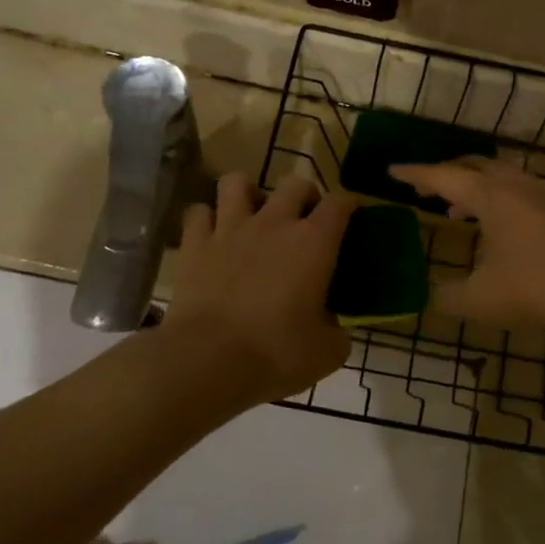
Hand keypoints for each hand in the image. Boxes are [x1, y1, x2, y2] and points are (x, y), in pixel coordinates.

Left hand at [163, 173, 354, 406]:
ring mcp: (230, 229)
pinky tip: (212, 235)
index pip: (339, 203)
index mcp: (314, 242)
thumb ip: (337, 331)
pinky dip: (206, 219)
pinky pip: (198, 212)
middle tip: (304, 219)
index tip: (350, 219)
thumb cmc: (276, 354)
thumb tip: (333, 326)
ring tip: (252, 215)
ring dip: (248, 192)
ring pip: (237, 183)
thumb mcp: (328, 352)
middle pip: (295, 183)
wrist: (208, 360)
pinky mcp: (194, 245)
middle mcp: (274, 223)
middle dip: (304, 195)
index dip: (348, 206)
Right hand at [388, 159, 544, 338]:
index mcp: (491, 197)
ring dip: (471, 184)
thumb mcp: (481, 300)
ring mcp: (541, 196)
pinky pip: (515, 189)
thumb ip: (444, 297)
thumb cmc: (539, 290)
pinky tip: (494, 228)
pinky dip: (493, 196)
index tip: (391, 170)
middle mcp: (515, 187)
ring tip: (454, 210)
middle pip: (473, 165)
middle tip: (422, 191)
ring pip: (497, 175)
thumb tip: (424, 295)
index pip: (443, 176)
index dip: (415, 173)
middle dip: (444, 174)